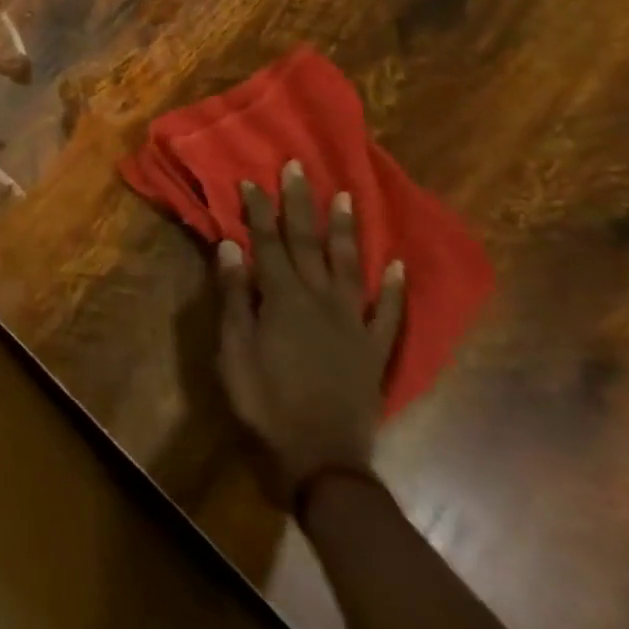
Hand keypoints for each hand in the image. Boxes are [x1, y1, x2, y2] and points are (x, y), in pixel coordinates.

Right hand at [216, 160, 405, 507]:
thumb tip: (231, 244)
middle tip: (298, 167)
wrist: (322, 462)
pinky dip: (394, 289)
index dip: (258, 209)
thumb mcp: (234, 350)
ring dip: (346, 231)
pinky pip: (388, 314)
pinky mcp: (373, 351)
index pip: (267, 242)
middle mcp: (320, 300)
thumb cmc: (265, 403)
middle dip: (300, 203)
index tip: (251, 179)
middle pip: (307, 243)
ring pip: (350, 266)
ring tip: (346, 198)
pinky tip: (397, 267)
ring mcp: (352, 324)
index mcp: (283, 298)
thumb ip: (235, 295)